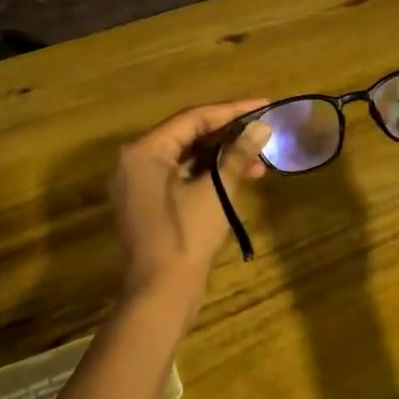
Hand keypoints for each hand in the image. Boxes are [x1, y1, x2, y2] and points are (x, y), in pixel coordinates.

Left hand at [112, 100, 271, 303]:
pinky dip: (207, 175)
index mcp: (144, 151)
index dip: (232, 111)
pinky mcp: (147, 203)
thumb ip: (237, 154)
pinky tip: (239, 177)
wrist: (160, 294)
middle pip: (187, 135)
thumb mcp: (216, 191)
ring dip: (221, 157)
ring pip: (186, 158)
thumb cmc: (186, 237)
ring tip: (259, 160)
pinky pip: (179, 177)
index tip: (264, 104)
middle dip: (228, 135)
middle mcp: (135, 161)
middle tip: (263, 130)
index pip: (193, 118)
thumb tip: (262, 127)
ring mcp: (138, 184)